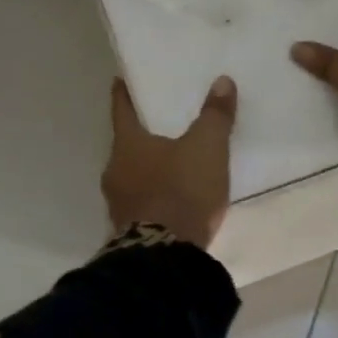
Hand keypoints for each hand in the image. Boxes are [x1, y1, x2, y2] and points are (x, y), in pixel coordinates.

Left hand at [102, 75, 237, 248]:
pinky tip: (171, 198)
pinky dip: (154, 195)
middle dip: (141, 135)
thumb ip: (215, 116)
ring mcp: (118, 204)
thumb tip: (222, 81)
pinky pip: (141, 202)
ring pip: (132, 175)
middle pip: (127, 145)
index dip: (124, 94)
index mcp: (127, 145)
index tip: (121, 81)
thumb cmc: (182, 191)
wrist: (166, 257)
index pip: (122, 110)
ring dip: (147, 169)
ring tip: (170, 163)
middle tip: (159, 124)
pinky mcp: (129, 230)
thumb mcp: (207, 148)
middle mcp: (115, 170)